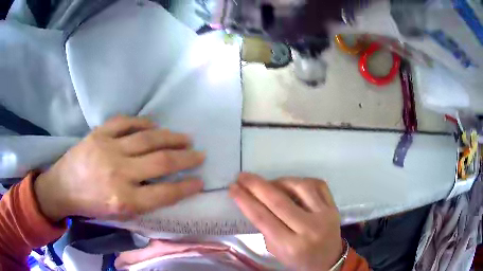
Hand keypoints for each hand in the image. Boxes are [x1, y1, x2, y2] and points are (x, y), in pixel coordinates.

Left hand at [34, 116, 205, 221]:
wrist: (62, 188)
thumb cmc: (91, 205)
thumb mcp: (119, 214)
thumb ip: (143, 202)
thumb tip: (167, 187)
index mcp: (124, 200)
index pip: (164, 193)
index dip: (186, 187)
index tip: (200, 181)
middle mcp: (118, 173)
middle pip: (160, 162)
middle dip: (186, 158)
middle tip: (199, 154)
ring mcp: (108, 149)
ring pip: (147, 138)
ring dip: (171, 137)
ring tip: (185, 138)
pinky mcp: (98, 134)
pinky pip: (125, 122)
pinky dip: (143, 122)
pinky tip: (155, 125)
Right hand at [229, 173, 342, 270]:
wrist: (329, 260)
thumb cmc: (298, 259)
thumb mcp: (276, 251)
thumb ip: (266, 229)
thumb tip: (255, 201)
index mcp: (291, 246)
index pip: (263, 219)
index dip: (245, 201)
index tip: (233, 188)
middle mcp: (309, 229)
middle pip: (279, 201)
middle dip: (256, 186)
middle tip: (242, 177)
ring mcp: (325, 215)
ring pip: (300, 187)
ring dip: (279, 181)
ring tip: (269, 184)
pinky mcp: (334, 206)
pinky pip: (317, 184)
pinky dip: (300, 181)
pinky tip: (291, 184)